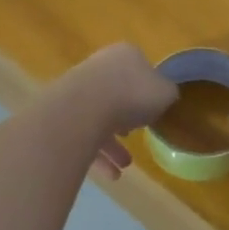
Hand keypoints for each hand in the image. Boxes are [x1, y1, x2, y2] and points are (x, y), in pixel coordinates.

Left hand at [63, 44, 177, 181]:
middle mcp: (99, 68)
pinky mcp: (61, 114)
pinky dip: (97, 156)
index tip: (153, 112)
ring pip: (99, 119)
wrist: (83, 109)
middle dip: (127, 121)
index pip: (140, 70)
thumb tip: (163, 96)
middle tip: (135, 138)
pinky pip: (83, 135)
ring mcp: (77, 89)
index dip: (148, 92)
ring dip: (113, 146)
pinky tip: (110, 174)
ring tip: (125, 166)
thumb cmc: (132, 95)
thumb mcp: (165, 93)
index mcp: (125, 55)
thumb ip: (167, 94)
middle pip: (117, 95)